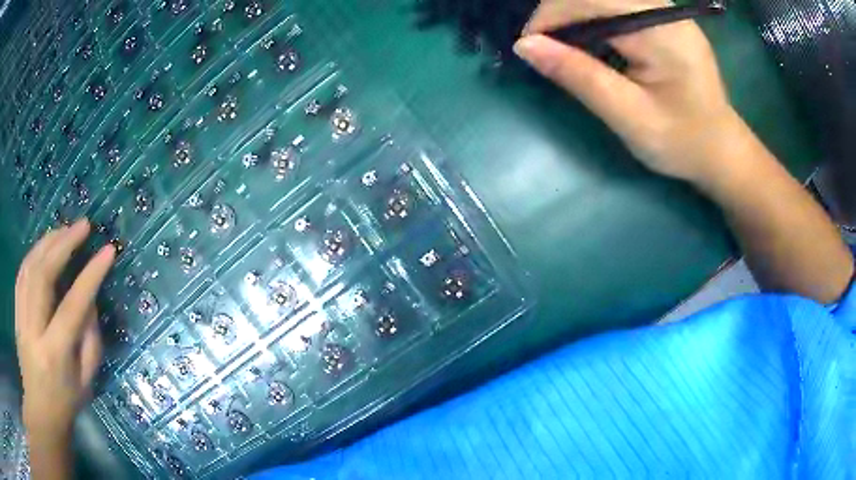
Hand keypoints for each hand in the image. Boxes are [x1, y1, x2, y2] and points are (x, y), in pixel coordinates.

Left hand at [15, 220, 115, 442]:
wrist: (40, 411)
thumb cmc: (66, 402)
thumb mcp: (86, 382)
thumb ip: (90, 340)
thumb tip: (90, 299)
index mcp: (55, 354)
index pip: (72, 307)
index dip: (90, 276)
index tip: (107, 251)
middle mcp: (33, 330)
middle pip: (43, 275)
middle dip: (63, 244)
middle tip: (83, 226)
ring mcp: (21, 318)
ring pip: (30, 267)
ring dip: (48, 242)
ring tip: (65, 230)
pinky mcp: (16, 311)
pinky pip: (22, 273)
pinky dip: (34, 253)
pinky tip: (45, 246)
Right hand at [514, 0, 737, 182]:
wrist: (721, 150)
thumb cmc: (682, 142)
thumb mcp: (629, 116)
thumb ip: (580, 76)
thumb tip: (525, 46)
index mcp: (661, 31)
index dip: (550, 15)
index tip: (529, 47)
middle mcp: (664, 10)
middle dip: (560, 14)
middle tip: (547, 50)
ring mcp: (665, 12)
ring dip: (575, 15)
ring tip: (567, 48)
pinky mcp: (663, 19)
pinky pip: (617, 5)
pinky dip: (593, 19)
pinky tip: (592, 43)